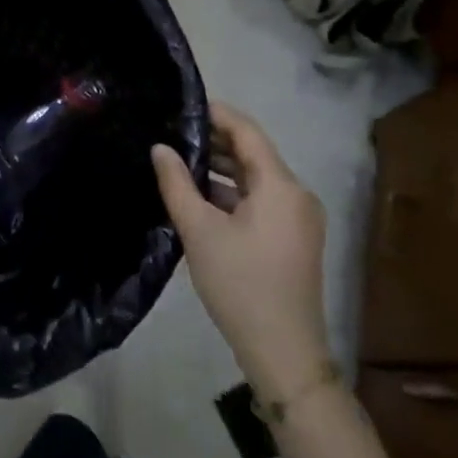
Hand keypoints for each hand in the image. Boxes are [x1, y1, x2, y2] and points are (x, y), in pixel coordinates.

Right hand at [153, 101, 330, 398]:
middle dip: (213, 140)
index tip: (181, 104)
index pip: (246, 131)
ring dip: (220, 167)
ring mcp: (298, 218)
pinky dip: (231, 191)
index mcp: (281, 186)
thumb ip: (177, 183)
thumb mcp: (199, 230)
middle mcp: (296, 194)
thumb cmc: (241, 285)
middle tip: (171, 131)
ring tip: (178, 159)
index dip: (215, 113)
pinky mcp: (292, 238)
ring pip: (254, 177)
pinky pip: (260, 199)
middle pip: (252, 152)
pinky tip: (198, 194)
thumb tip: (160, 148)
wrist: (283, 353)